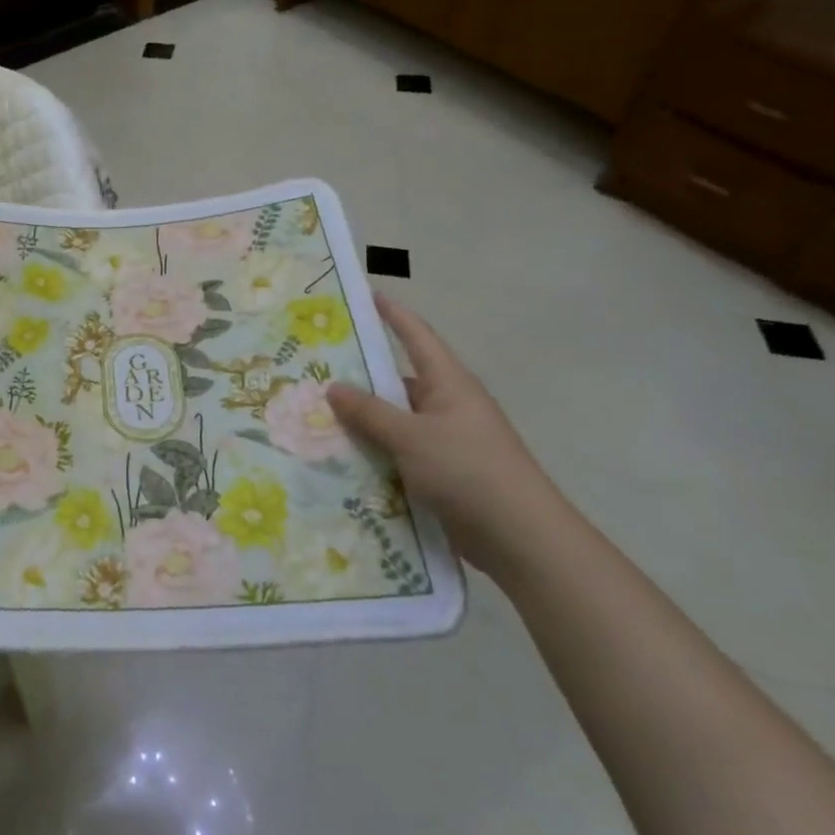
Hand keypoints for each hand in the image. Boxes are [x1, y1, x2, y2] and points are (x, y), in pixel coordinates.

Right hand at [327, 295, 575, 578]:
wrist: (520, 538)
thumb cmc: (468, 471)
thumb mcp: (411, 437)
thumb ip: (370, 412)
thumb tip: (333, 387)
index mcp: (448, 384)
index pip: (416, 336)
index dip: (392, 314)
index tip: (365, 295)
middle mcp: (447, 406)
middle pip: (397, 381)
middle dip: (359, 377)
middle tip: (314, 370)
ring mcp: (445, 441)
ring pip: (394, 422)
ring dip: (362, 422)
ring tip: (313, 417)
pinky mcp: (441, 473)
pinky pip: (398, 453)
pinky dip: (373, 454)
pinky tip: (340, 460)